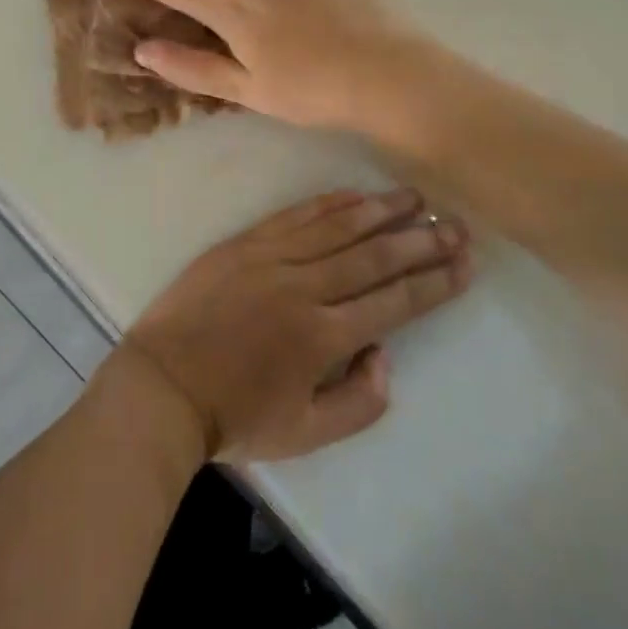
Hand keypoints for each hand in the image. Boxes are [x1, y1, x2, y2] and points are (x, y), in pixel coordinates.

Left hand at [120, 189, 472, 462]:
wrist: (163, 385)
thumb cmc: (235, 416)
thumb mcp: (306, 434)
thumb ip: (359, 402)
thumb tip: (384, 355)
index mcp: (323, 337)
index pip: (394, 302)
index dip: (434, 281)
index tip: (464, 263)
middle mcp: (304, 288)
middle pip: (374, 257)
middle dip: (420, 239)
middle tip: (455, 224)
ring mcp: (271, 258)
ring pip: (337, 227)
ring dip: (380, 210)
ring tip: (413, 196)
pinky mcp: (244, 243)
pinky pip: (294, 216)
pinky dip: (328, 203)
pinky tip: (353, 194)